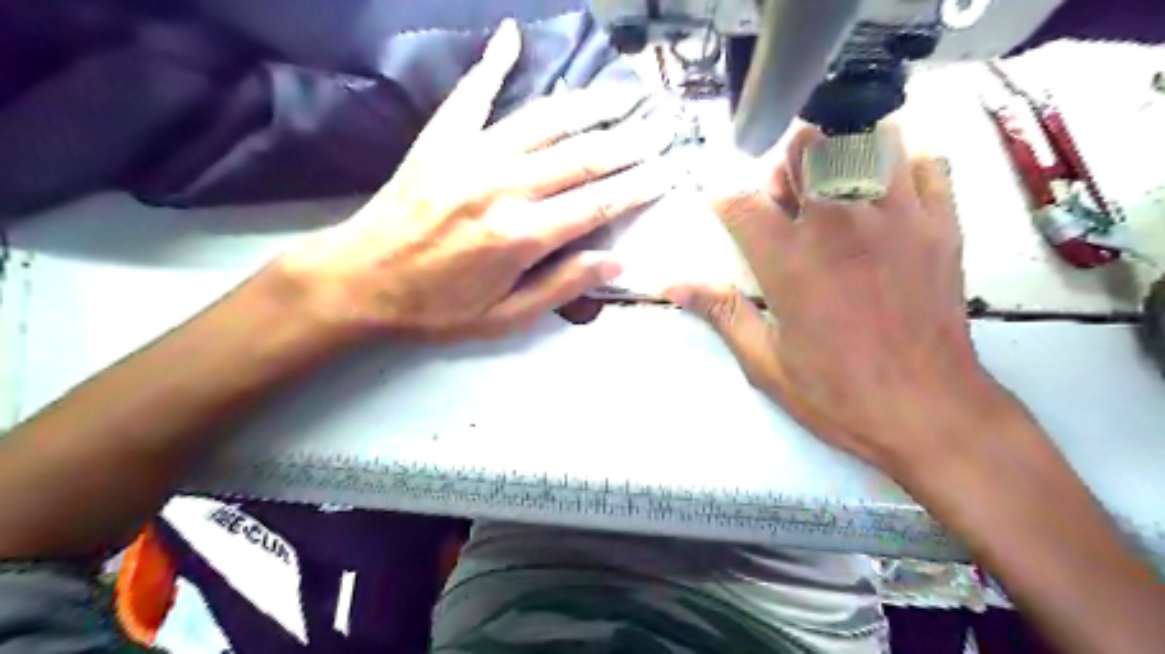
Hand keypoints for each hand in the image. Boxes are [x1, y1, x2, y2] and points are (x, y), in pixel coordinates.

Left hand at [273, 19, 669, 342]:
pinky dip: (494, 62)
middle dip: (629, 140)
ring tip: (622, 93)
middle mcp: (503, 187)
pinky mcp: (441, 139)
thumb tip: (617, 260)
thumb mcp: (505, 318)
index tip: (670, 168)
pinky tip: (514, 36)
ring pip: (544, 120)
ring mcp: (470, 155)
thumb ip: (561, 286)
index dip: (640, 184)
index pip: (599, 203)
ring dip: (588, 104)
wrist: (359, 281)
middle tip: (662, 124)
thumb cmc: (436, 309)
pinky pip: (473, 93)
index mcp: (522, 236)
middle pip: (582, 156)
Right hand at [670, 128, 1016, 473]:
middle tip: (789, 199)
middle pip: (804, 147)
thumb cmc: (838, 394)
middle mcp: (837, 224)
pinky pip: (927, 162)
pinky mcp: (942, 224)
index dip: (721, 194)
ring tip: (839, 187)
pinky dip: (904, 166)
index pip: (738, 200)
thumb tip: (673, 285)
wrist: (929, 412)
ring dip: (843, 153)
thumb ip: (720, 312)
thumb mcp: (765, 362)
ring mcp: (895, 217)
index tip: (721, 201)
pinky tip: (891, 195)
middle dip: (786, 164)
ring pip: (866, 139)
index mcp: (788, 260)